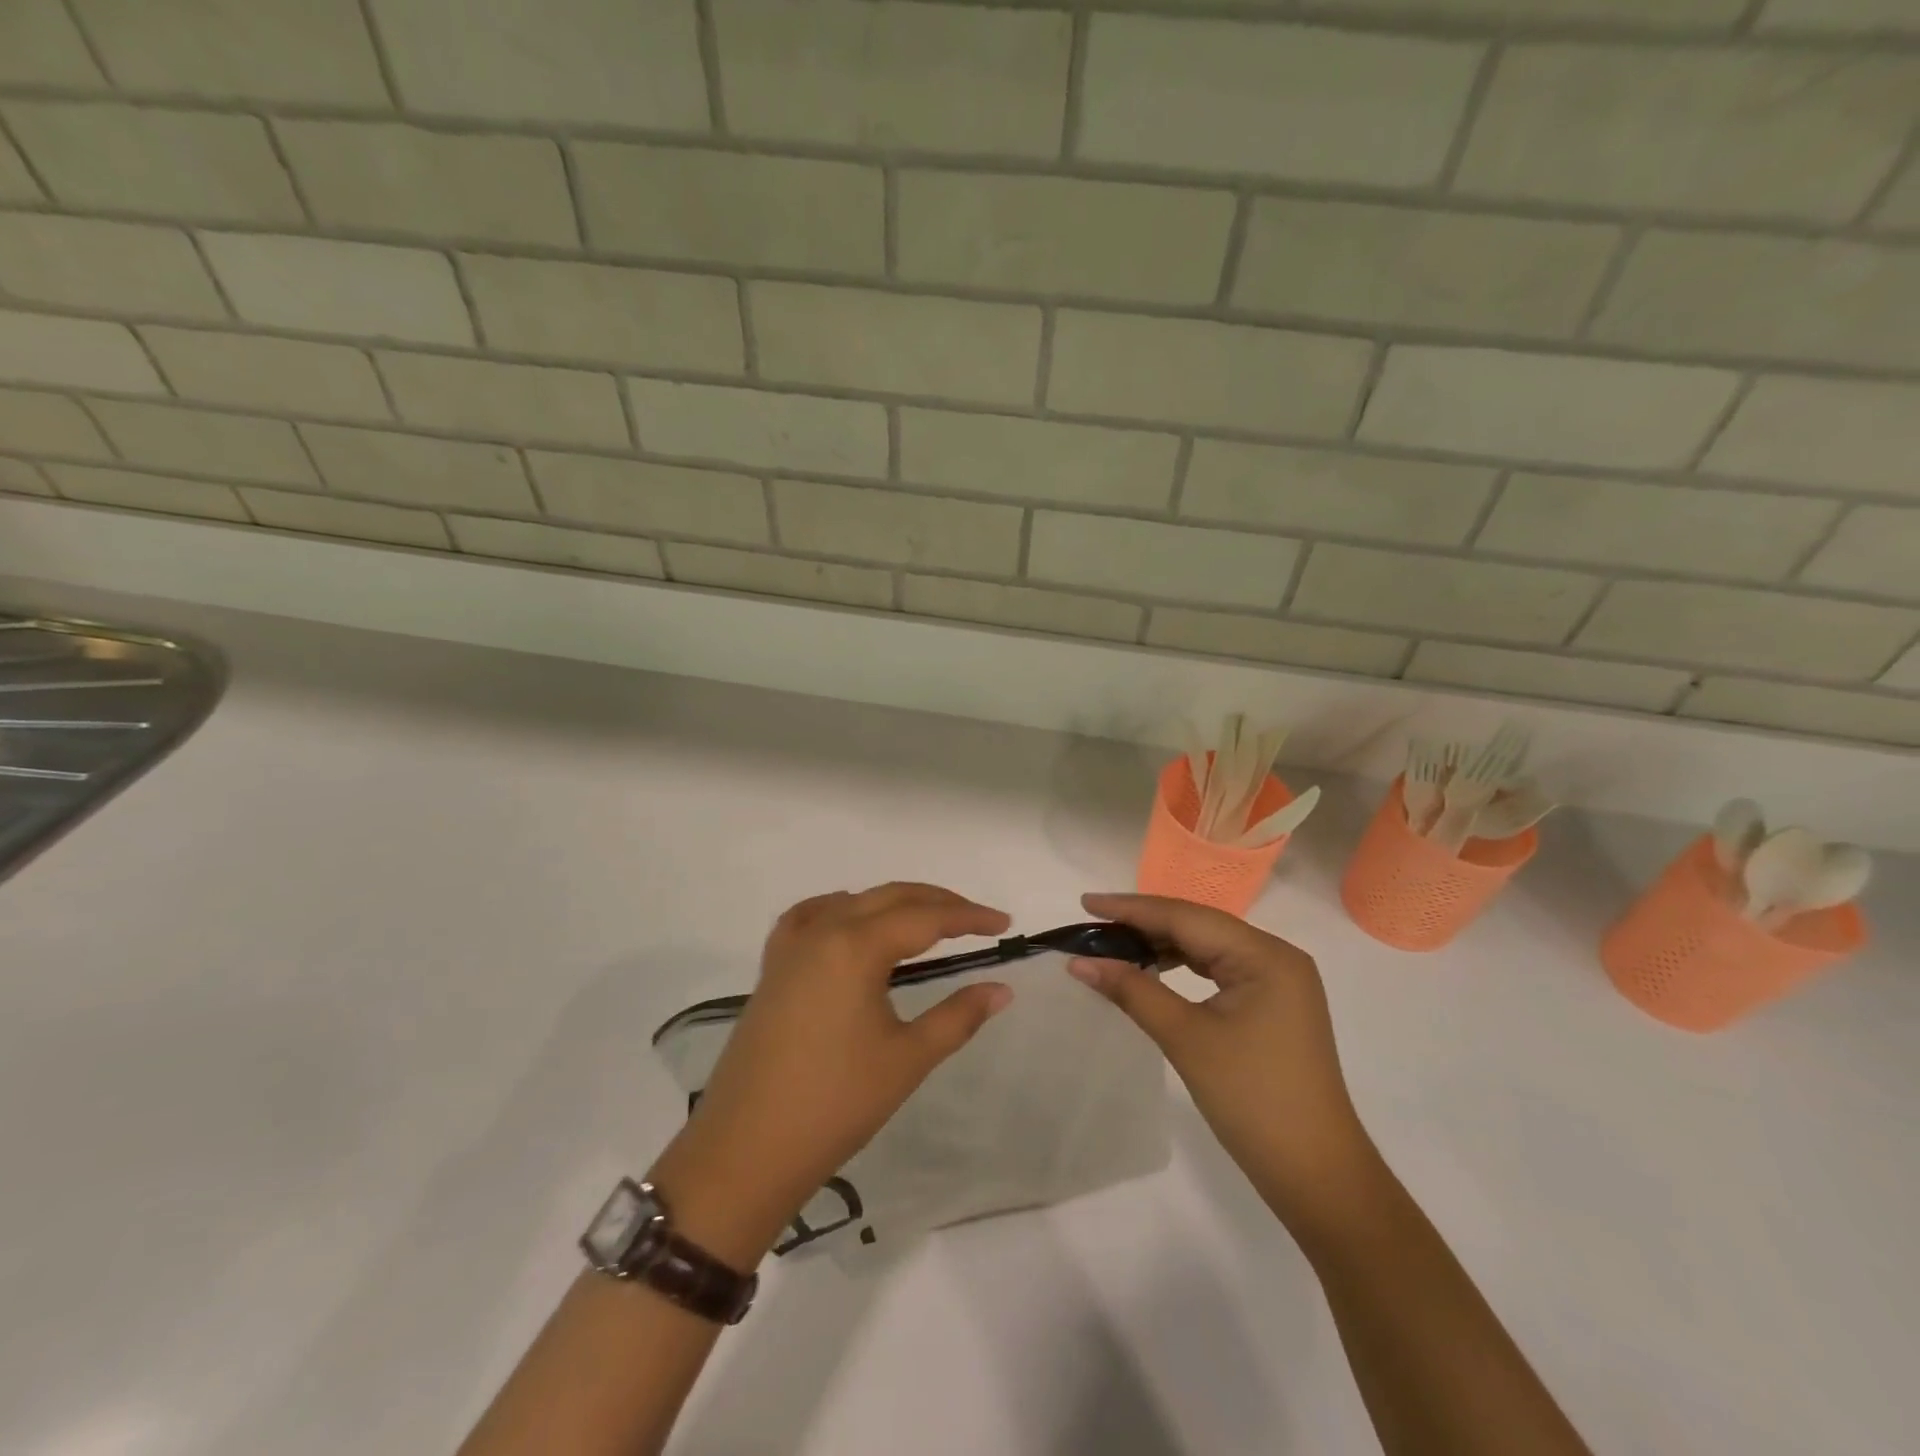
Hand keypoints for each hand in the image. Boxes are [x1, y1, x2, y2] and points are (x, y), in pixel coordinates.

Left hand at [648, 883, 1011, 1266]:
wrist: (746, 1149)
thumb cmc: (835, 1104)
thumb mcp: (907, 1059)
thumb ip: (958, 1016)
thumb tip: (1001, 989)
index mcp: (856, 946)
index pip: (926, 917)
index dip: (969, 917)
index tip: (1003, 923)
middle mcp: (823, 930)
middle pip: (890, 897)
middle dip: (937, 903)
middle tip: (976, 920)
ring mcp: (791, 946)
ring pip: (853, 902)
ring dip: (894, 904)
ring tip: (927, 924)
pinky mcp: (772, 967)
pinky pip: (811, 917)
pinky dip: (842, 910)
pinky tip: (851, 925)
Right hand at [1068, 893, 1377, 1230]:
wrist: (1317, 1175)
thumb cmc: (1252, 1100)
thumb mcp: (1186, 1038)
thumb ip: (1132, 990)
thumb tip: (1080, 962)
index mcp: (1265, 955)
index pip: (1186, 917)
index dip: (1132, 908)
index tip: (1085, 903)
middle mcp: (1276, 957)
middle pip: (1198, 926)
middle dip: (1143, 924)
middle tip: (1092, 926)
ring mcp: (1277, 982)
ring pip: (1207, 947)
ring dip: (1161, 945)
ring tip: (1113, 945)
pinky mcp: (1272, 1005)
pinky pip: (1218, 970)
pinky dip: (1182, 967)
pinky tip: (1153, 970)